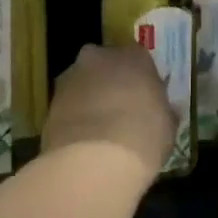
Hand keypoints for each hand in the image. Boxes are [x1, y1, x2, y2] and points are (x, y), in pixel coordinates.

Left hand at [42, 44, 176, 179]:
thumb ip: (163, 111)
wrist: (94, 161)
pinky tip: (81, 140)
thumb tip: (163, 112)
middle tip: (118, 110)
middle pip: (105, 65)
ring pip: (82, 82)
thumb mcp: (167, 126)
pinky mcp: (50, 101)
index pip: (138, 59)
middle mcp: (100, 57)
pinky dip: (73, 116)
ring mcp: (71, 77)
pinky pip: (67, 104)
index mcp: (133, 56)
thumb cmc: (143, 137)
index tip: (143, 99)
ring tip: (97, 130)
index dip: (140, 80)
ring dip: (88, 98)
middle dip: (109, 82)